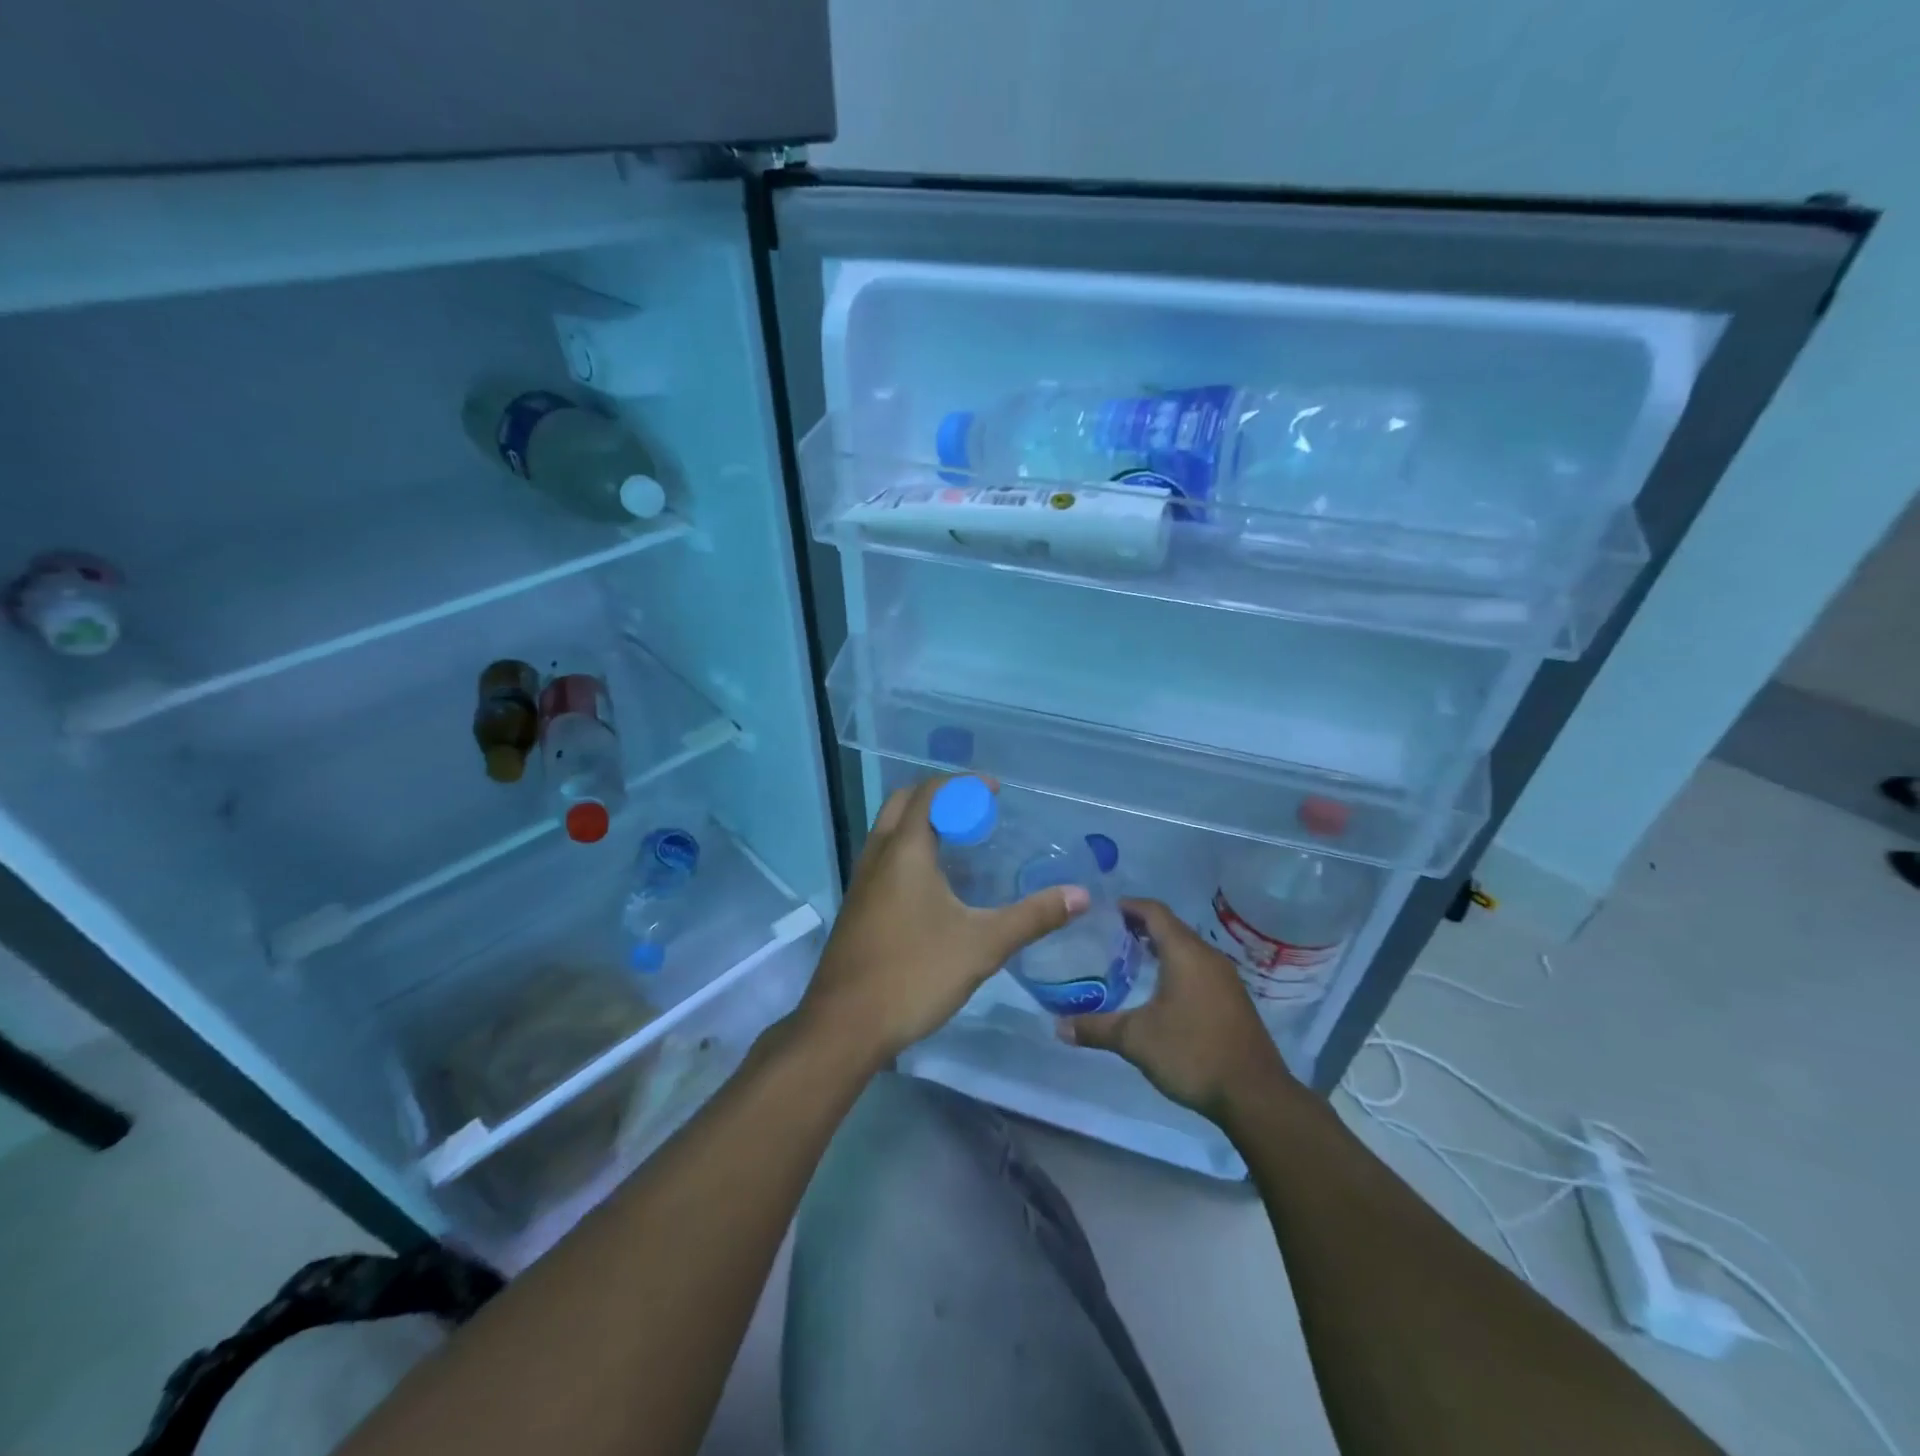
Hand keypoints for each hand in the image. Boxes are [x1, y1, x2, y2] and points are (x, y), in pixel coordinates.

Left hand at [796, 776, 1089, 1064]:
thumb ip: (1033, 917)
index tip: (995, 791)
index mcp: (905, 850)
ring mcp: (861, 881)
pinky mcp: (856, 907)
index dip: (964, 784)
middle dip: (940, 797)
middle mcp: (878, 855)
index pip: (931, 793)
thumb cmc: (914, 974)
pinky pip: (884, 858)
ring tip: (960, 842)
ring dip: (922, 822)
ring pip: (889, 831)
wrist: (845, 1025)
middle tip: (976, 813)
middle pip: (904, 802)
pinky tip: (934, 885)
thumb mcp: (982, 945)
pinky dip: (909, 849)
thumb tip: (1080, 895)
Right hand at [1060, 897, 1295, 1124]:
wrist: (1255, 1096)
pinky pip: (1198, 968)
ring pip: (1187, 949)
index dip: (1129, 906)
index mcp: (1185, 953)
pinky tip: (1159, 990)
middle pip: (1171, 927)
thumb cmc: (1192, 1053)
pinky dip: (1176, 967)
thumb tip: (1058, 1027)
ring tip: (1129, 960)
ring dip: (1160, 948)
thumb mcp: (1135, 1040)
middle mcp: (1208, 957)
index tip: (1103, 910)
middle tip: (1108, 935)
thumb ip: (1096, 1028)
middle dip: (1140, 927)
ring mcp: (1225, 978)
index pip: (1154, 911)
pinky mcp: (1233, 1000)